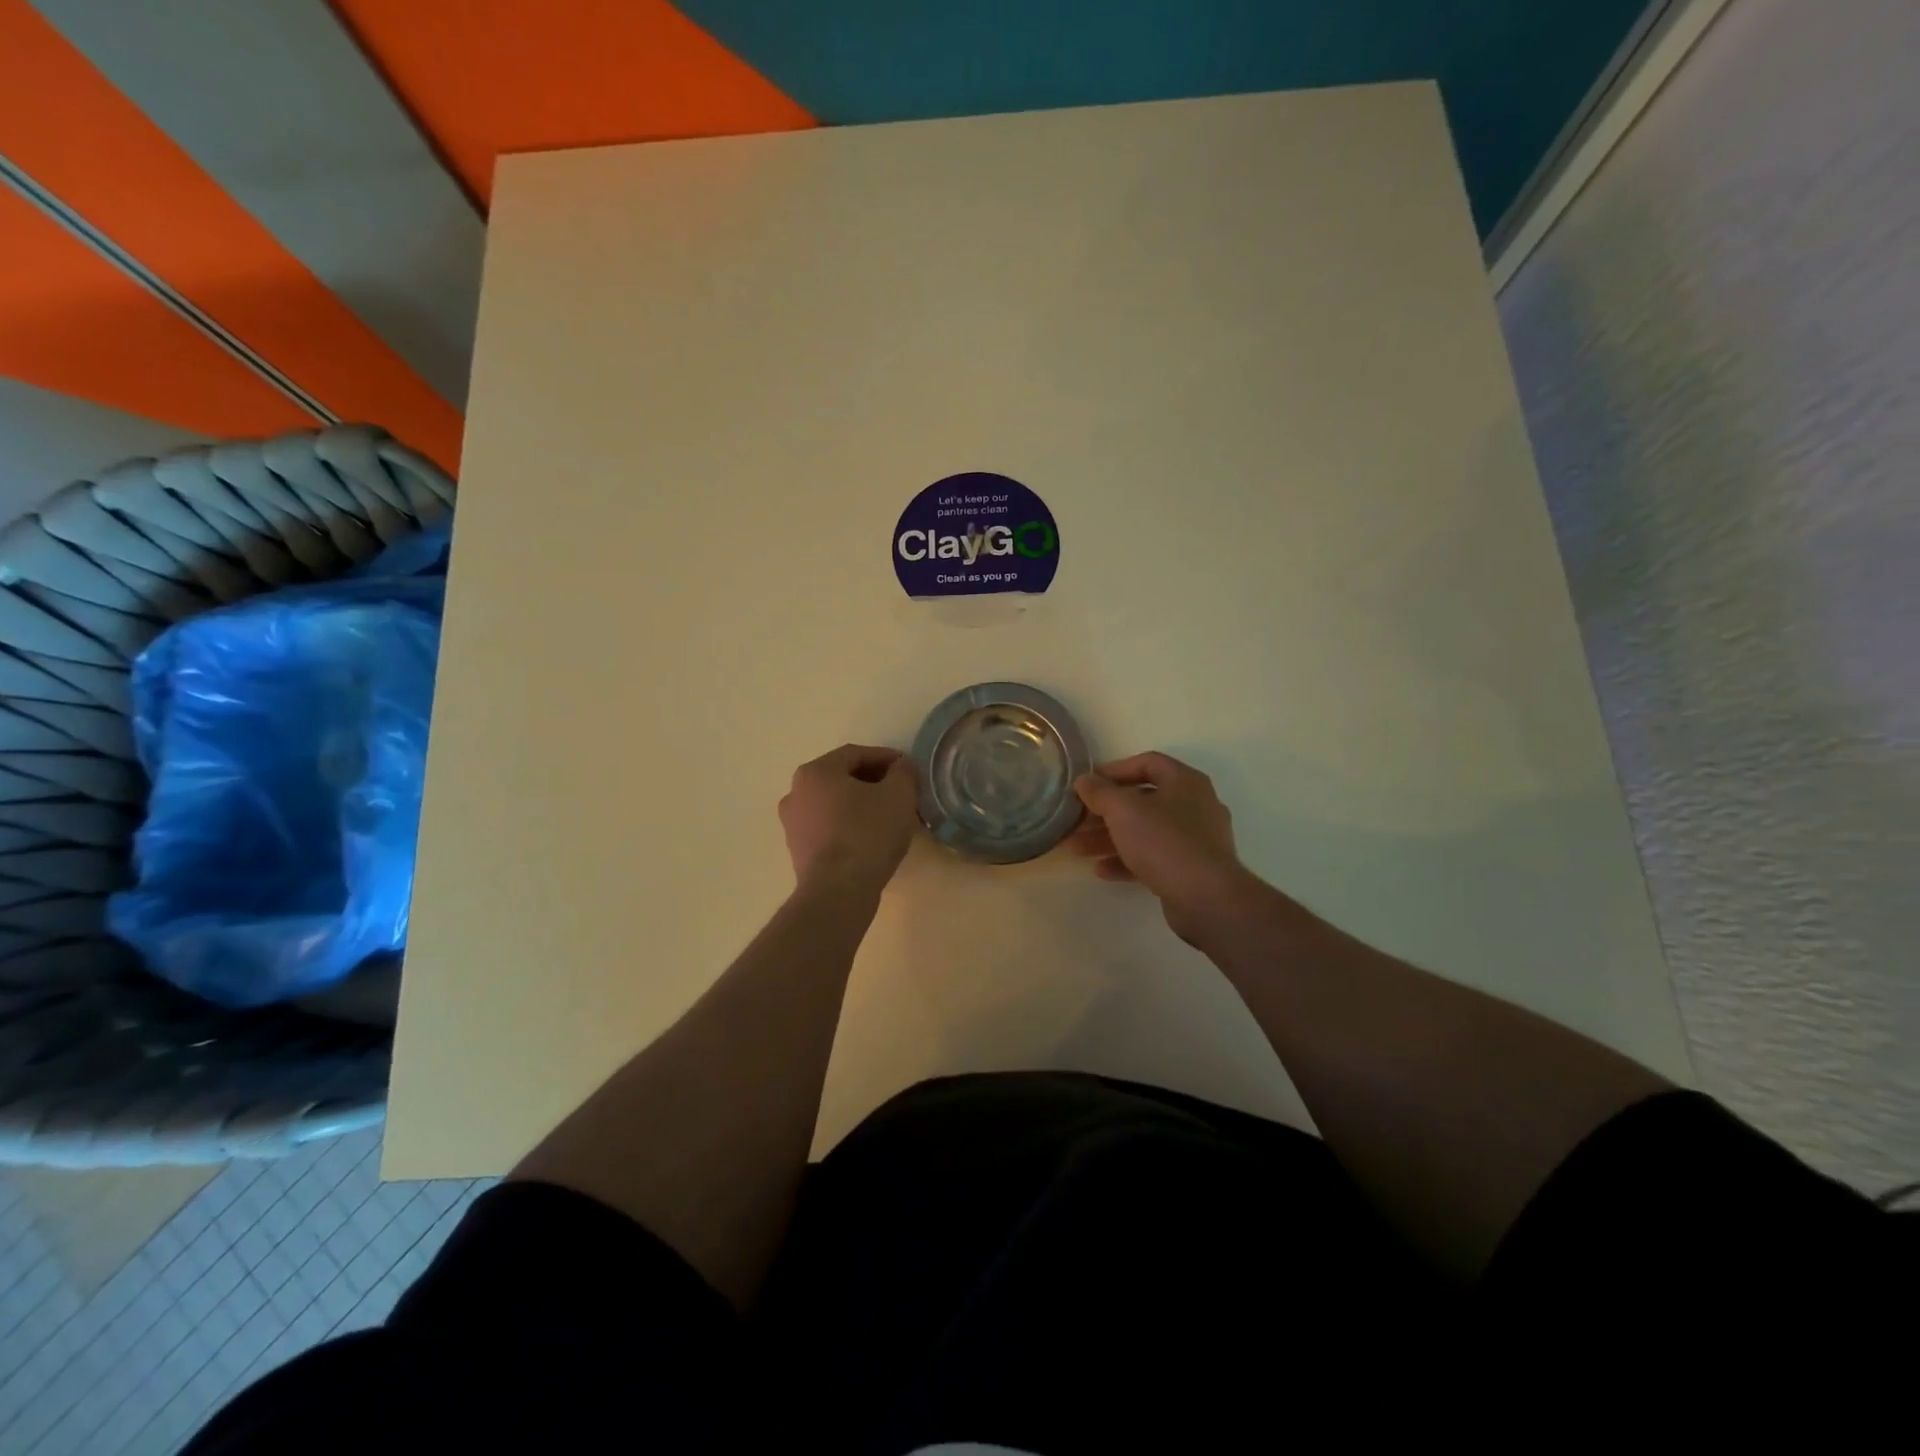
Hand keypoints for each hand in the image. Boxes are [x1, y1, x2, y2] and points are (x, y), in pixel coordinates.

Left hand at [780, 745, 918, 892]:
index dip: (886, 758)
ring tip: (889, 817)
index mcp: (816, 772)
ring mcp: (793, 824)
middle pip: (842, 778)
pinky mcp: (798, 851)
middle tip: (901, 792)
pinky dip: (849, 826)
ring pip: (834, 804)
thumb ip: (904, 772)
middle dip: (874, 782)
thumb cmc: (868, 834)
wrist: (838, 891)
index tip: (908, 768)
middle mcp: (796, 792)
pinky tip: (872, 839)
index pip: (856, 754)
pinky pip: (829, 828)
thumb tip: (903, 766)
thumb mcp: (899, 795)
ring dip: (861, 805)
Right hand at [1070, 752, 1256, 943]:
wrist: (1206, 898)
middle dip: (1105, 811)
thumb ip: (1099, 792)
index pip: (1147, 763)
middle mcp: (1195, 805)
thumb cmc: (1164, 841)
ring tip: (1078, 848)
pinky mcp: (1192, 869)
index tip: (1087, 784)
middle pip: (1143, 800)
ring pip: (1145, 831)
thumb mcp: (1123, 810)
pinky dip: (1127, 860)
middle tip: (1076, 820)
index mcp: (1185, 781)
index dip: (1114, 770)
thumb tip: (1084, 780)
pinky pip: (1154, 857)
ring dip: (1110, 837)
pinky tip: (1101, 870)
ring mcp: (1196, 839)